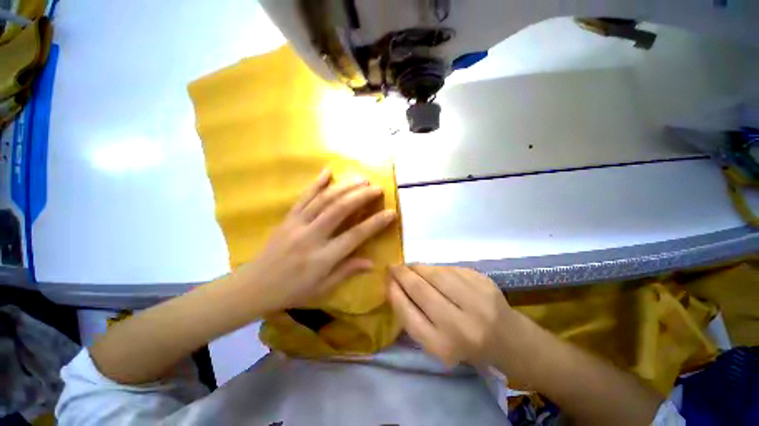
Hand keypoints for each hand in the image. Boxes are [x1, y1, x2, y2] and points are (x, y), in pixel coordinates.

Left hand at [240, 169, 396, 312]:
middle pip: (339, 210)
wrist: (255, 286)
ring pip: (323, 200)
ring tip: (361, 179)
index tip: (391, 212)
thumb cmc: (292, 292)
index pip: (355, 235)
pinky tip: (327, 172)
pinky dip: (316, 183)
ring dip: (344, 187)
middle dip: (361, 196)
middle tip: (377, 188)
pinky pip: (303, 197)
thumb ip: (347, 271)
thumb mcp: (323, 289)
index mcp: (323, 258)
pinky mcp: (288, 218)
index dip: (375, 223)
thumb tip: (371, 262)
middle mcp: (311, 237)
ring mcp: (297, 224)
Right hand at [388, 265, 514, 366]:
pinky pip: (451, 269)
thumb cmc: (467, 348)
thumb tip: (395, 287)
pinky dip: (437, 268)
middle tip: (393, 267)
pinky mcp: (485, 283)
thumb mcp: (437, 345)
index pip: (408, 313)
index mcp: (444, 347)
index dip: (394, 293)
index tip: (386, 280)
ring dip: (418, 267)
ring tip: (410, 266)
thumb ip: (415, 319)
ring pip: (436, 274)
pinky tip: (433, 271)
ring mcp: (476, 301)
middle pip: (420, 290)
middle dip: (402, 274)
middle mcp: (460, 325)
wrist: (511, 342)